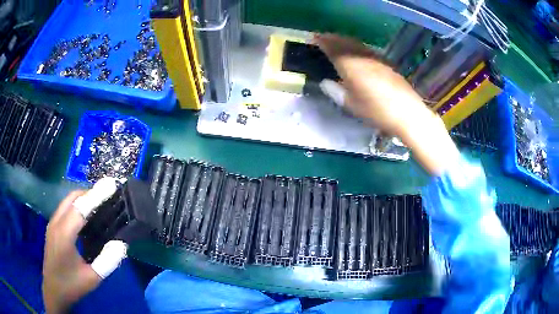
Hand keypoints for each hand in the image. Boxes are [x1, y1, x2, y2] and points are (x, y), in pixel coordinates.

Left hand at [43, 191, 100, 313]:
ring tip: (100, 202)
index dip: (97, 194)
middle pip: (73, 198)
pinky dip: (77, 205)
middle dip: (90, 192)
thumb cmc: (72, 285)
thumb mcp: (92, 278)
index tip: (111, 183)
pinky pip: (65, 208)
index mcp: (64, 234)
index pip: (81, 207)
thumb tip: (121, 243)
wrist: (53, 291)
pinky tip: (86, 216)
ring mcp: (52, 223)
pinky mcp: (52, 227)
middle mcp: (56, 223)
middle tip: (108, 195)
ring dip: (83, 198)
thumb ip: (107, 261)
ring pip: (68, 201)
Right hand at [315, 33, 459, 174]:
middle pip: (345, 43)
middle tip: (324, 37)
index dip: (323, 42)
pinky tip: (358, 51)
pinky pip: (367, 50)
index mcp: (351, 67)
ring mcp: (377, 60)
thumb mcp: (352, 106)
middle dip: (333, 38)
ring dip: (345, 41)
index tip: (315, 38)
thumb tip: (325, 83)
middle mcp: (363, 59)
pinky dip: (358, 47)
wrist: (407, 114)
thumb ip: (336, 92)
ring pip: (357, 45)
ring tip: (338, 40)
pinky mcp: (387, 64)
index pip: (334, 49)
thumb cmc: (377, 112)